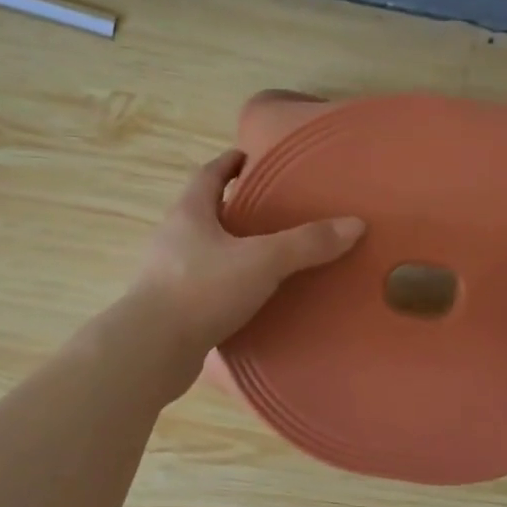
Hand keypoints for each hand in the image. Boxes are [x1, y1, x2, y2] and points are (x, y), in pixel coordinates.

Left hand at [129, 149, 365, 373]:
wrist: (151, 349)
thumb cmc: (202, 290)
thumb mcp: (262, 261)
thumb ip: (306, 243)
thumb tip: (354, 225)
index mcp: (189, 213)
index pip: (209, 175)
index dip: (229, 163)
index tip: (248, 157)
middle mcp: (173, 237)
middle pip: (203, 211)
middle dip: (232, 207)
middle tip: (268, 209)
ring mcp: (167, 274)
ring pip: (202, 250)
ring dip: (228, 248)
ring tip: (264, 254)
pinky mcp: (171, 307)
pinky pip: (203, 285)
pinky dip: (225, 283)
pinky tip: (248, 297)